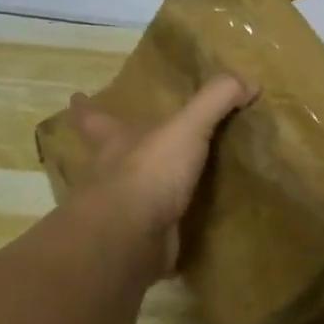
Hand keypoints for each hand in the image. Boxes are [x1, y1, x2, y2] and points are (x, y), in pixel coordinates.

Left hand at [65, 75, 252, 274]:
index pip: (93, 118)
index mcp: (114, 142)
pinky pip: (157, 230)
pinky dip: (170, 229)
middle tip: (129, 147)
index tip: (75, 96)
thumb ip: (215, 100)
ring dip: (146, 191)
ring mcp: (121, 212)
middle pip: (106, 157)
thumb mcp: (186, 127)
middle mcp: (110, 175)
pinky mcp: (138, 242)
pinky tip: (190, 229)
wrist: (130, 238)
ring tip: (173, 187)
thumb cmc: (148, 172)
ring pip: (130, 195)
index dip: (85, 107)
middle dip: (114, 152)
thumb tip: (248, 81)